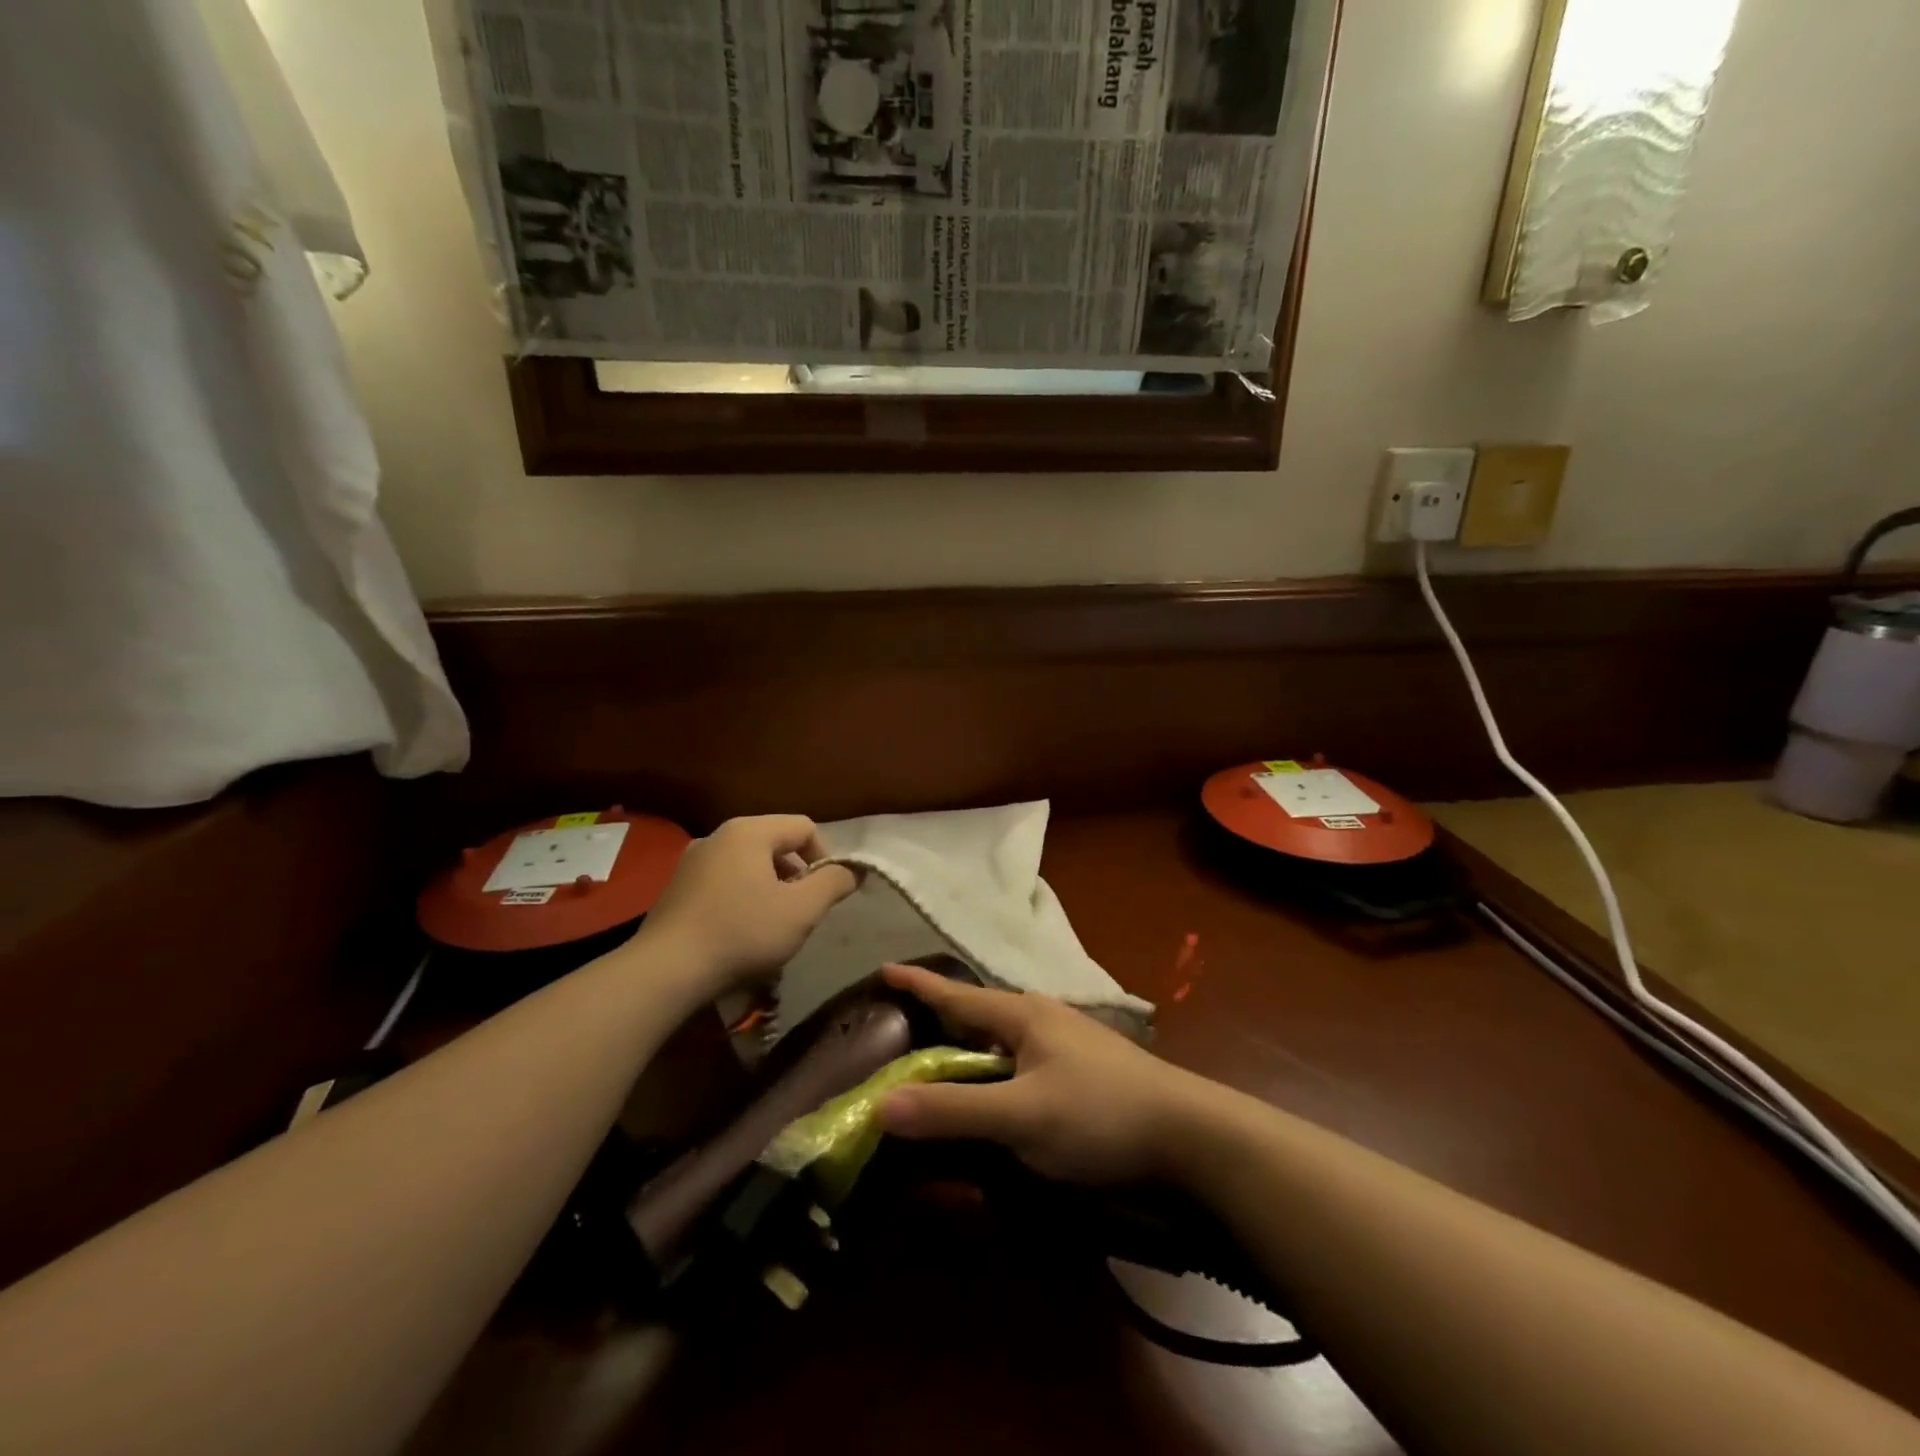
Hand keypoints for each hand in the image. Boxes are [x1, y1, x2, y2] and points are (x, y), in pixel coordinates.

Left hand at [641, 816, 857, 990]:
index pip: (804, 827)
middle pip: (775, 844)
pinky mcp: (676, 888)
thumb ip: (834, 883)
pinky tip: (739, 933)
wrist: (665, 972)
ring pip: (749, 865)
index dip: (826, 857)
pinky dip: (741, 899)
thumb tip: (854, 870)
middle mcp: (718, 836)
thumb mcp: (802, 910)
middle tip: (801, 912)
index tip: (826, 894)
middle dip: (797, 875)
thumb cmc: (742, 933)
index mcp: (749, 831)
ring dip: (770, 889)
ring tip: (772, 926)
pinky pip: (724, 882)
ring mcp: (692, 861)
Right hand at [878, 963, 1206, 1183]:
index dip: (918, 985)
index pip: (957, 994)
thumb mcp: (1022, 1116)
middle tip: (900, 1027)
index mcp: (1023, 1015)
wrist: (1189, 1134)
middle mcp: (1042, 1019)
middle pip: (978, 1013)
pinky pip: (1022, 1060)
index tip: (883, 969)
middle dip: (940, 1017)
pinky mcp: (1082, 1071)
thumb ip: (954, 1110)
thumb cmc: (1099, 1114)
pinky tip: (995, 1088)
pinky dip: (995, 1069)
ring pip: (1003, 1039)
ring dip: (969, 1047)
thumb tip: (882, 1105)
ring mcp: (1066, 1043)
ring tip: (940, 1058)